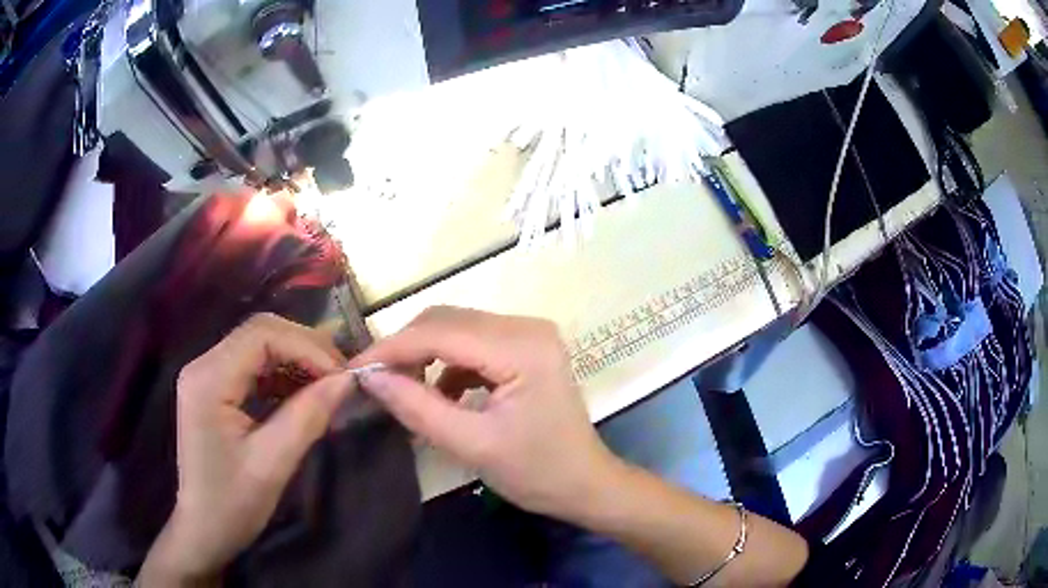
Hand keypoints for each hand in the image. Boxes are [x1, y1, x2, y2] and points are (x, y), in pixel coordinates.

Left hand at [140, 314, 354, 584]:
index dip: (306, 347)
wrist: (204, 528)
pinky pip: (253, 366)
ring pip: (259, 345)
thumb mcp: (273, 463)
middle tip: (340, 377)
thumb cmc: (233, 503)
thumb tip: (347, 380)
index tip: (342, 376)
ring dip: (295, 360)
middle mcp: (203, 365)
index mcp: (209, 380)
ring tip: (327, 385)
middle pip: (259, 332)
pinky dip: (283, 375)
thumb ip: (308, 416)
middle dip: (304, 348)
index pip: (261, 335)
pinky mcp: (214, 387)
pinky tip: (303, 395)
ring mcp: (206, 374)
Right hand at [350, 306, 619, 518]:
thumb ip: (417, 406)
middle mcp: (527, 326)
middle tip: (374, 380)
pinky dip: (447, 364)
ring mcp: (528, 334)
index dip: (392, 348)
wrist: (585, 483)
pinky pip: (472, 343)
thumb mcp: (471, 445)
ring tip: (402, 389)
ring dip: (424, 354)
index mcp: (522, 347)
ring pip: (456, 329)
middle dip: (405, 348)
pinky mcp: (525, 347)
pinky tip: (440, 394)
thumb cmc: (536, 472)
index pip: (441, 332)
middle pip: (447, 321)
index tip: (354, 369)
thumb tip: (369, 376)